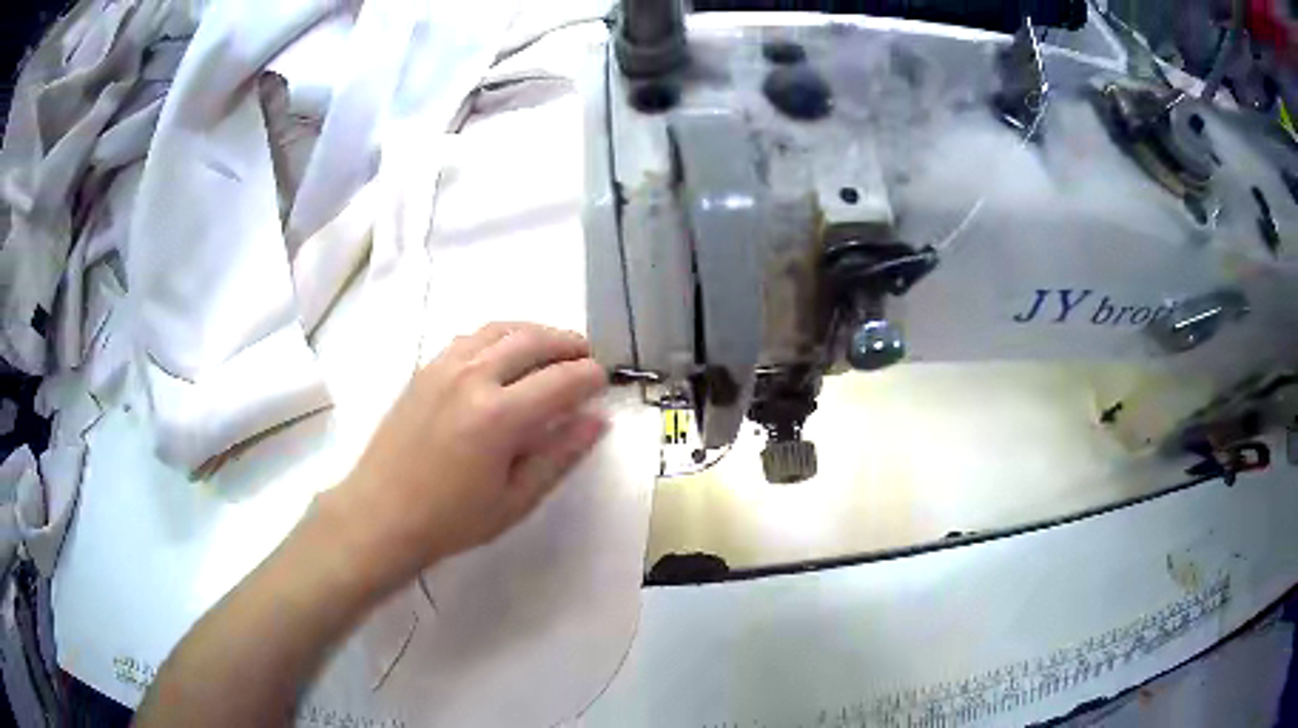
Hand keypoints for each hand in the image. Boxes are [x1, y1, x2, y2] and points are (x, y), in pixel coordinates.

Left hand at [331, 322, 608, 592]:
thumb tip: (596, 421)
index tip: (602, 381)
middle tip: (585, 355)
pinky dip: (498, 336)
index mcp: (499, 416)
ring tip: (550, 347)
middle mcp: (473, 377)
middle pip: (532, 341)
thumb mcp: (515, 500)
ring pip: (500, 330)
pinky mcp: (424, 369)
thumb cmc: (451, 519)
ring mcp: (443, 367)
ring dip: (533, 332)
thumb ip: (559, 456)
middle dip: (566, 343)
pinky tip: (503, 354)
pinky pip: (470, 337)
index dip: (589, 376)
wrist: (381, 514)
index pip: (561, 380)